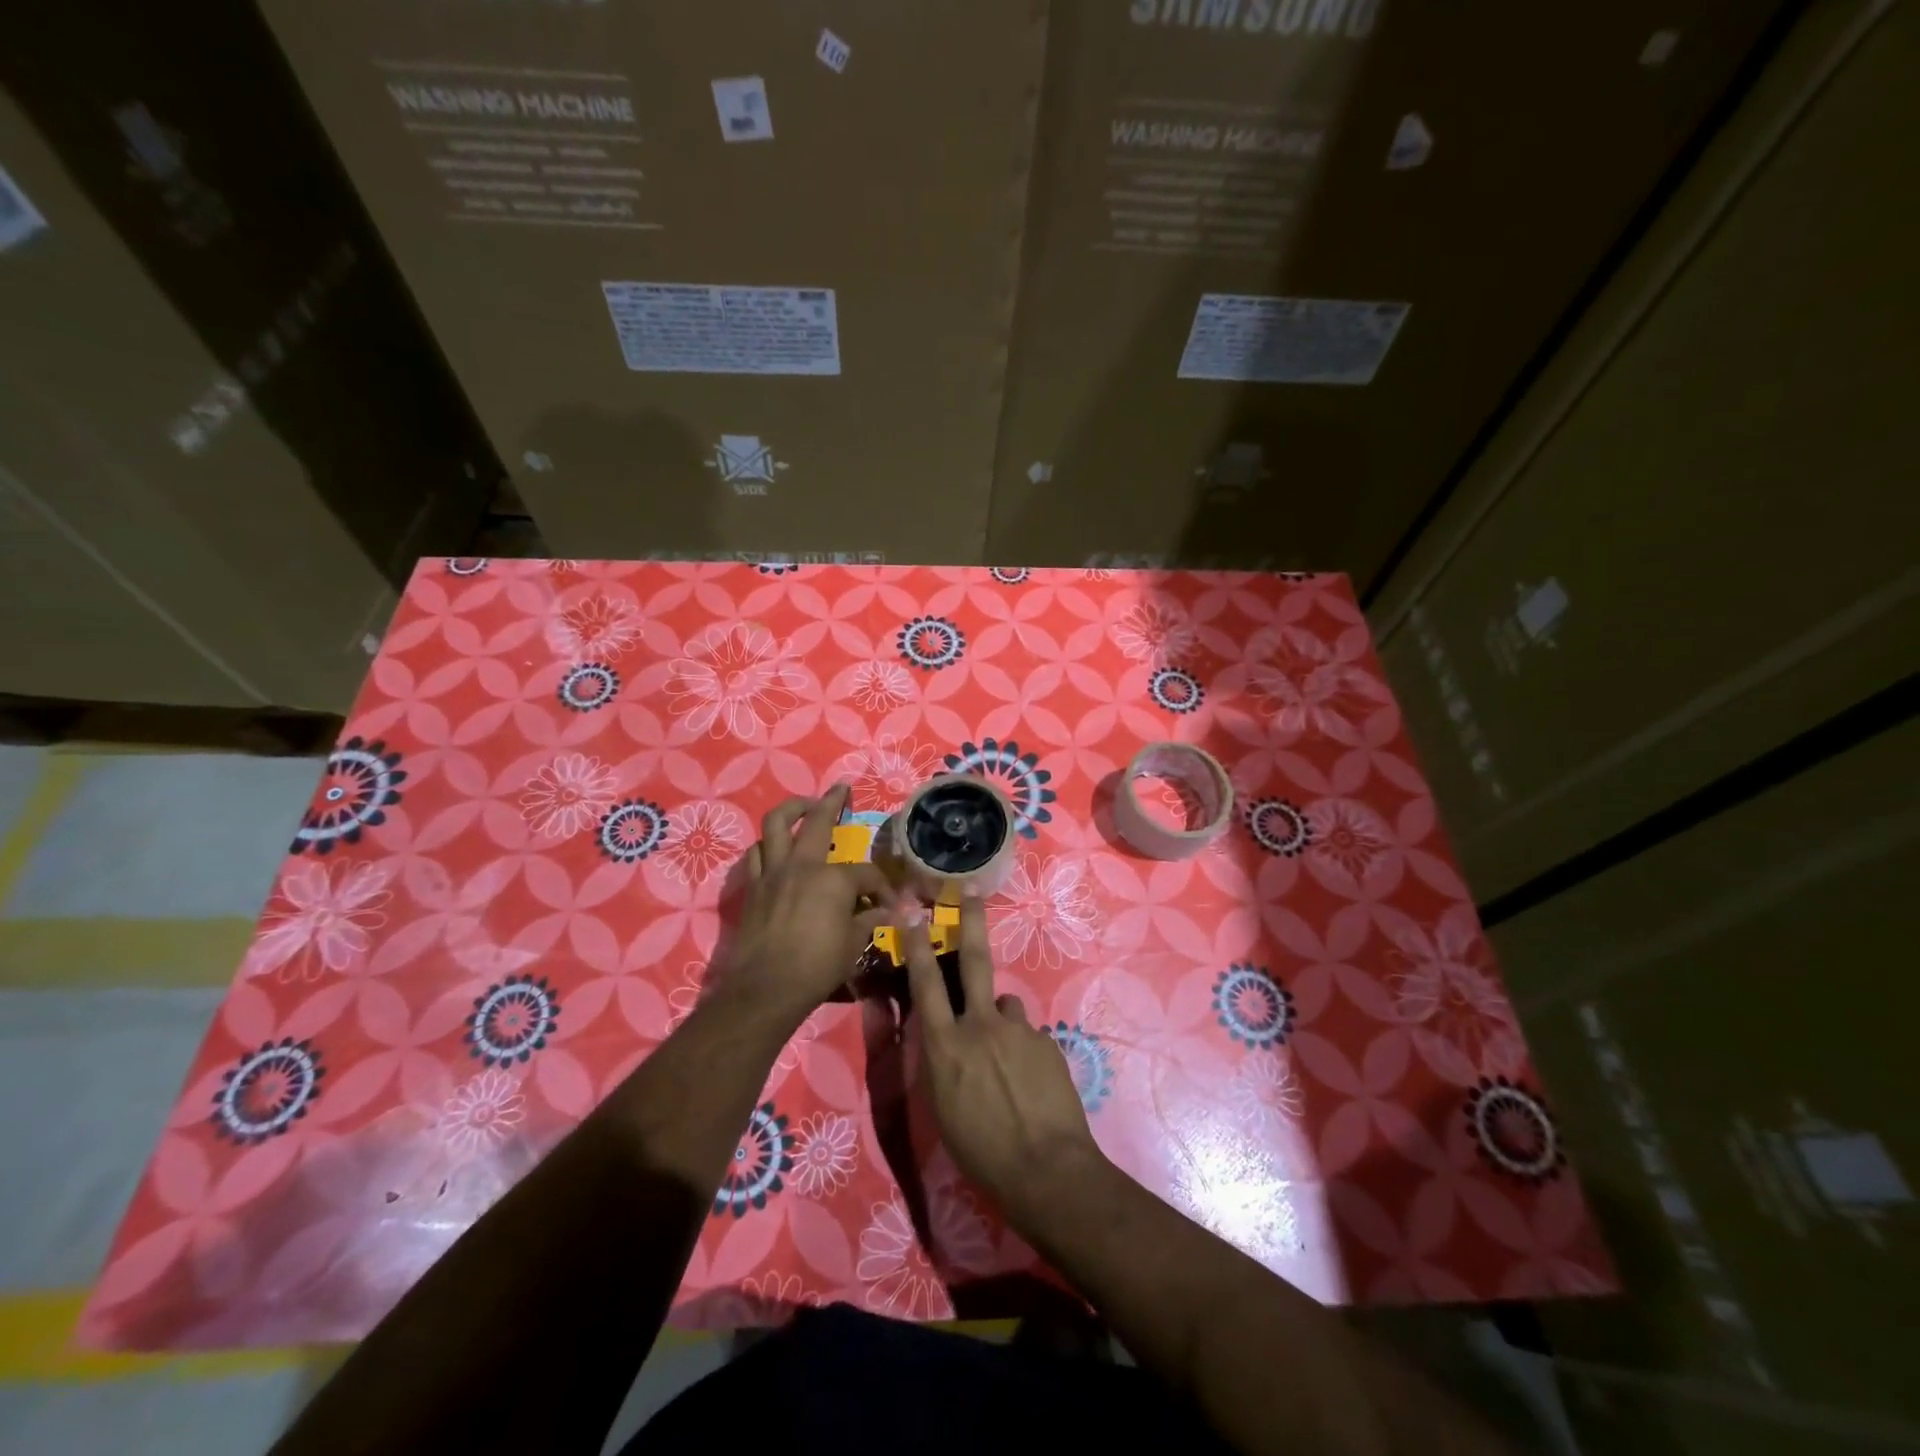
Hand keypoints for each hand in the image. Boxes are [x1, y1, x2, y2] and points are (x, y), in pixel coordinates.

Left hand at [719, 784, 894, 1032]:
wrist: (765, 988)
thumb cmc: (817, 967)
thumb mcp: (853, 945)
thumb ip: (868, 921)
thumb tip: (885, 913)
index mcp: (833, 879)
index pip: (866, 873)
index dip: (881, 886)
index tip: (888, 904)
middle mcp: (802, 865)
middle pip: (816, 820)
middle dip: (832, 801)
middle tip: (840, 789)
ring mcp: (773, 872)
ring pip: (775, 824)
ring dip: (790, 810)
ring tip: (802, 808)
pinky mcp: (753, 887)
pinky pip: (756, 854)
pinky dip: (766, 846)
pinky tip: (775, 849)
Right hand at [901, 892, 1105, 1221]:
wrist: (1045, 1170)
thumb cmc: (979, 1151)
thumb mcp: (941, 1105)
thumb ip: (942, 1060)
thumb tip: (948, 1034)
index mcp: (945, 1045)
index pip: (924, 983)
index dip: (914, 943)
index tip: (910, 909)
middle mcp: (980, 1025)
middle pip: (974, 960)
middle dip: (970, 921)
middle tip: (970, 890)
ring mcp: (1018, 1030)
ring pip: (1004, 1007)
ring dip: (999, 1022)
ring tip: (1007, 1064)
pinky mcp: (1046, 1042)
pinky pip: (1027, 1036)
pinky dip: (1022, 1051)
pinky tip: (1029, 1084)